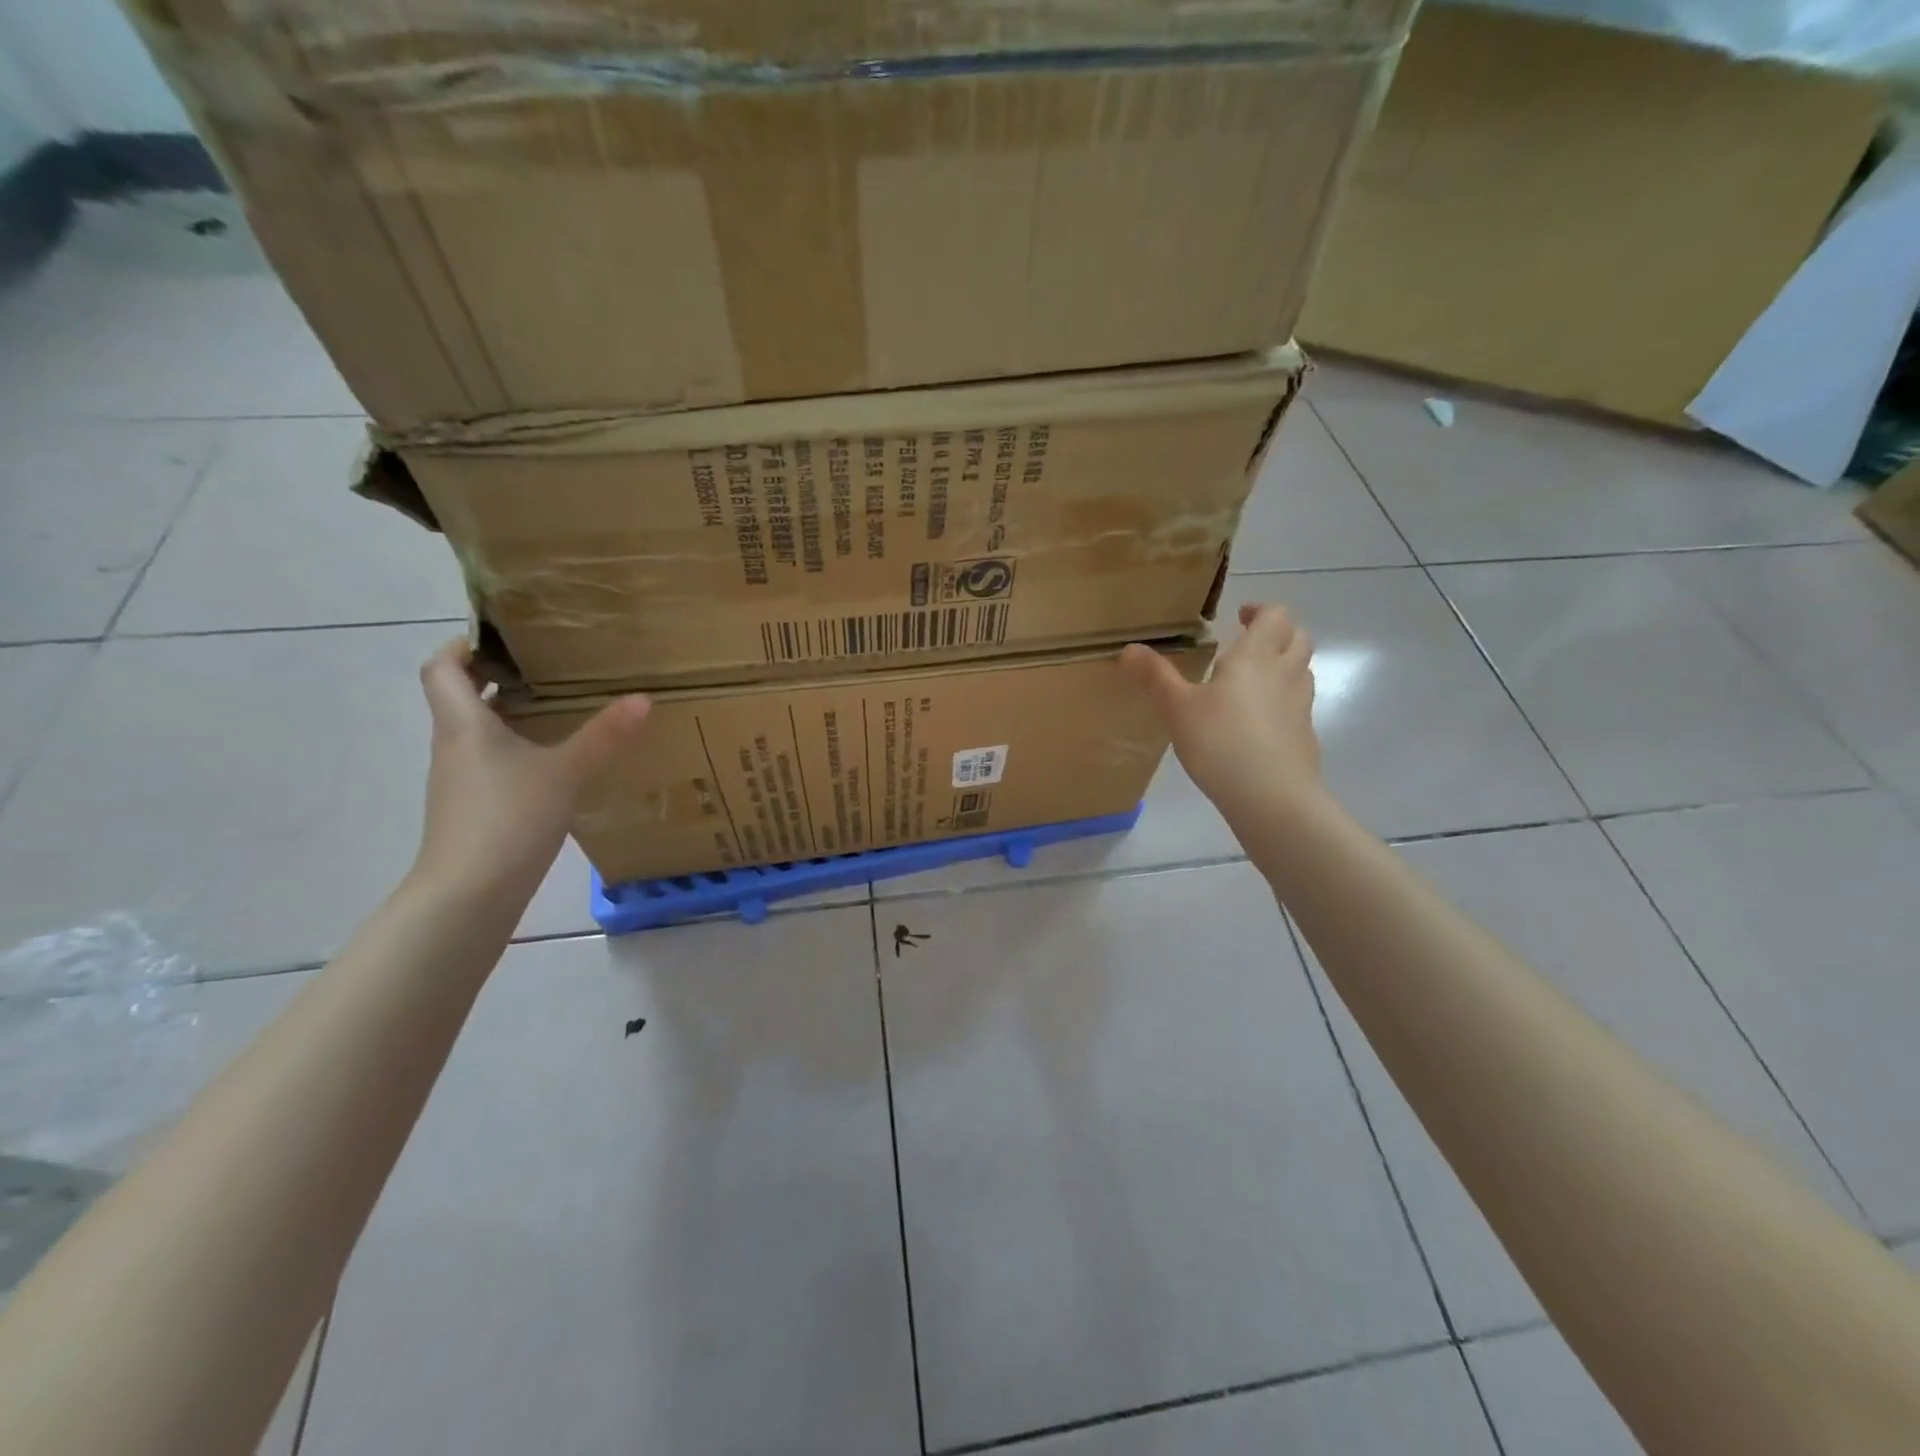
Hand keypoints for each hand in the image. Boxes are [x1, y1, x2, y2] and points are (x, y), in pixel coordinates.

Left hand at [413, 640, 650, 897]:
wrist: (468, 894)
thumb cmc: (509, 818)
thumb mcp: (566, 772)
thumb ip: (605, 735)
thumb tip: (643, 698)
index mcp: (464, 724)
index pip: (441, 667)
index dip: (463, 645)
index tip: (504, 637)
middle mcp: (454, 744)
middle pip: (460, 696)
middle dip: (498, 676)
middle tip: (547, 666)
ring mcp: (460, 779)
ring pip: (478, 731)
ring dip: (509, 714)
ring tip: (559, 707)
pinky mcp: (472, 806)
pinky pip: (490, 761)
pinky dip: (516, 749)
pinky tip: (554, 761)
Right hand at [1120, 602, 1324, 818]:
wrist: (1271, 797)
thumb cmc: (1220, 742)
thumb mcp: (1177, 709)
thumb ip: (1155, 677)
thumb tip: (1129, 649)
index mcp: (1255, 657)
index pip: (1275, 616)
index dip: (1260, 611)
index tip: (1240, 617)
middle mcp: (1285, 674)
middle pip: (1298, 637)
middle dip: (1278, 634)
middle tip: (1249, 643)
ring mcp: (1301, 706)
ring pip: (1302, 671)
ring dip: (1284, 665)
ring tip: (1253, 680)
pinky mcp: (1305, 736)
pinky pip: (1298, 705)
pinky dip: (1283, 701)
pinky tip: (1259, 723)